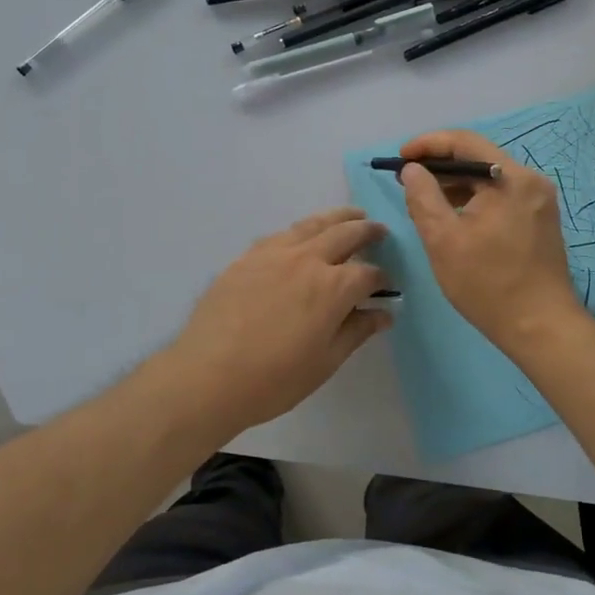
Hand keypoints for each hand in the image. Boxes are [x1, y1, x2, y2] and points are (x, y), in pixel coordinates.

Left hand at [156, 207, 390, 434]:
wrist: (208, 375)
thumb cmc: (274, 379)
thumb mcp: (325, 362)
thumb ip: (356, 331)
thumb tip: (384, 313)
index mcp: (334, 287)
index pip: (368, 273)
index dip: (382, 279)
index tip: (386, 285)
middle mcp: (308, 259)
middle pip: (345, 234)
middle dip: (367, 231)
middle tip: (379, 230)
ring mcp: (275, 253)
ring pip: (313, 224)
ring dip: (337, 218)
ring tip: (350, 216)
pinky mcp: (248, 257)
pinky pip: (282, 234)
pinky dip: (301, 230)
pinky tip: (302, 235)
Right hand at [398, 130, 584, 350]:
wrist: (541, 328)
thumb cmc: (488, 284)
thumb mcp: (443, 239)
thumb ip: (423, 197)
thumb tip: (412, 169)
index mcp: (510, 178)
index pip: (465, 142)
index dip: (428, 144)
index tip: (400, 158)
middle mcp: (530, 181)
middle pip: (478, 158)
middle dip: (440, 166)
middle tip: (407, 181)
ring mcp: (539, 200)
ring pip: (489, 178)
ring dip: (456, 184)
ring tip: (425, 200)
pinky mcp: (539, 219)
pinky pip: (501, 195)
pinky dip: (474, 199)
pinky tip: (454, 216)